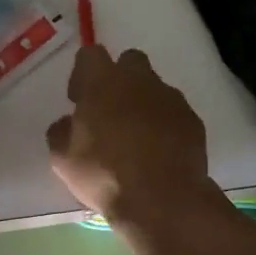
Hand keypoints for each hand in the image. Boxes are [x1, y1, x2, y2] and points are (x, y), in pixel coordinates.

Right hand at [47, 46, 214, 224]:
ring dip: (143, 104)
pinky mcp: (193, 120)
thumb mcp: (63, 158)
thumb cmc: (104, 174)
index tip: (79, 100)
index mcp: (103, 82)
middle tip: (110, 113)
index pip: (90, 54)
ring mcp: (171, 98)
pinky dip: (165, 125)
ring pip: (155, 88)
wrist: (162, 199)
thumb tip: (69, 123)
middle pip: (130, 62)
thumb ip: (62, 132)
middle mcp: (140, 80)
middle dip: (119, 80)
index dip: (83, 74)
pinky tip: (159, 152)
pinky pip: (174, 113)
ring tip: (137, 139)